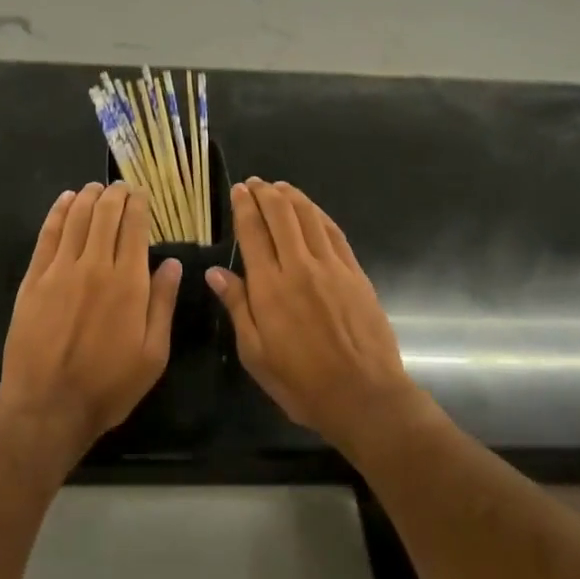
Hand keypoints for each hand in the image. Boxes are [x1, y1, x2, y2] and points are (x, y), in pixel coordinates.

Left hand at [0, 182, 182, 458]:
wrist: (48, 405)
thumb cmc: (108, 385)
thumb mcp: (153, 354)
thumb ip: (163, 303)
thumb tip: (173, 263)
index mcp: (128, 283)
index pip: (134, 227)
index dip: (139, 204)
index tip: (142, 193)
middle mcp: (95, 266)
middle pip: (105, 214)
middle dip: (115, 194)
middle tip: (121, 187)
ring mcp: (60, 270)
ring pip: (76, 218)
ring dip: (88, 197)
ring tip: (95, 188)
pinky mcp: (33, 280)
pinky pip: (47, 235)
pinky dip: (57, 213)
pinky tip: (65, 201)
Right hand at [206, 179, 424, 452]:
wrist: (363, 395)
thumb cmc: (300, 382)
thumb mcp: (255, 353)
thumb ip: (237, 307)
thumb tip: (215, 272)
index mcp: (269, 287)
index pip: (253, 232)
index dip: (245, 207)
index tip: (239, 190)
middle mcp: (300, 267)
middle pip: (282, 215)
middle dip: (266, 194)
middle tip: (256, 183)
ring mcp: (332, 267)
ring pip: (309, 218)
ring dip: (293, 197)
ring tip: (280, 187)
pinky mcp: (355, 274)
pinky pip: (335, 233)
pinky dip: (319, 215)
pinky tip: (312, 211)